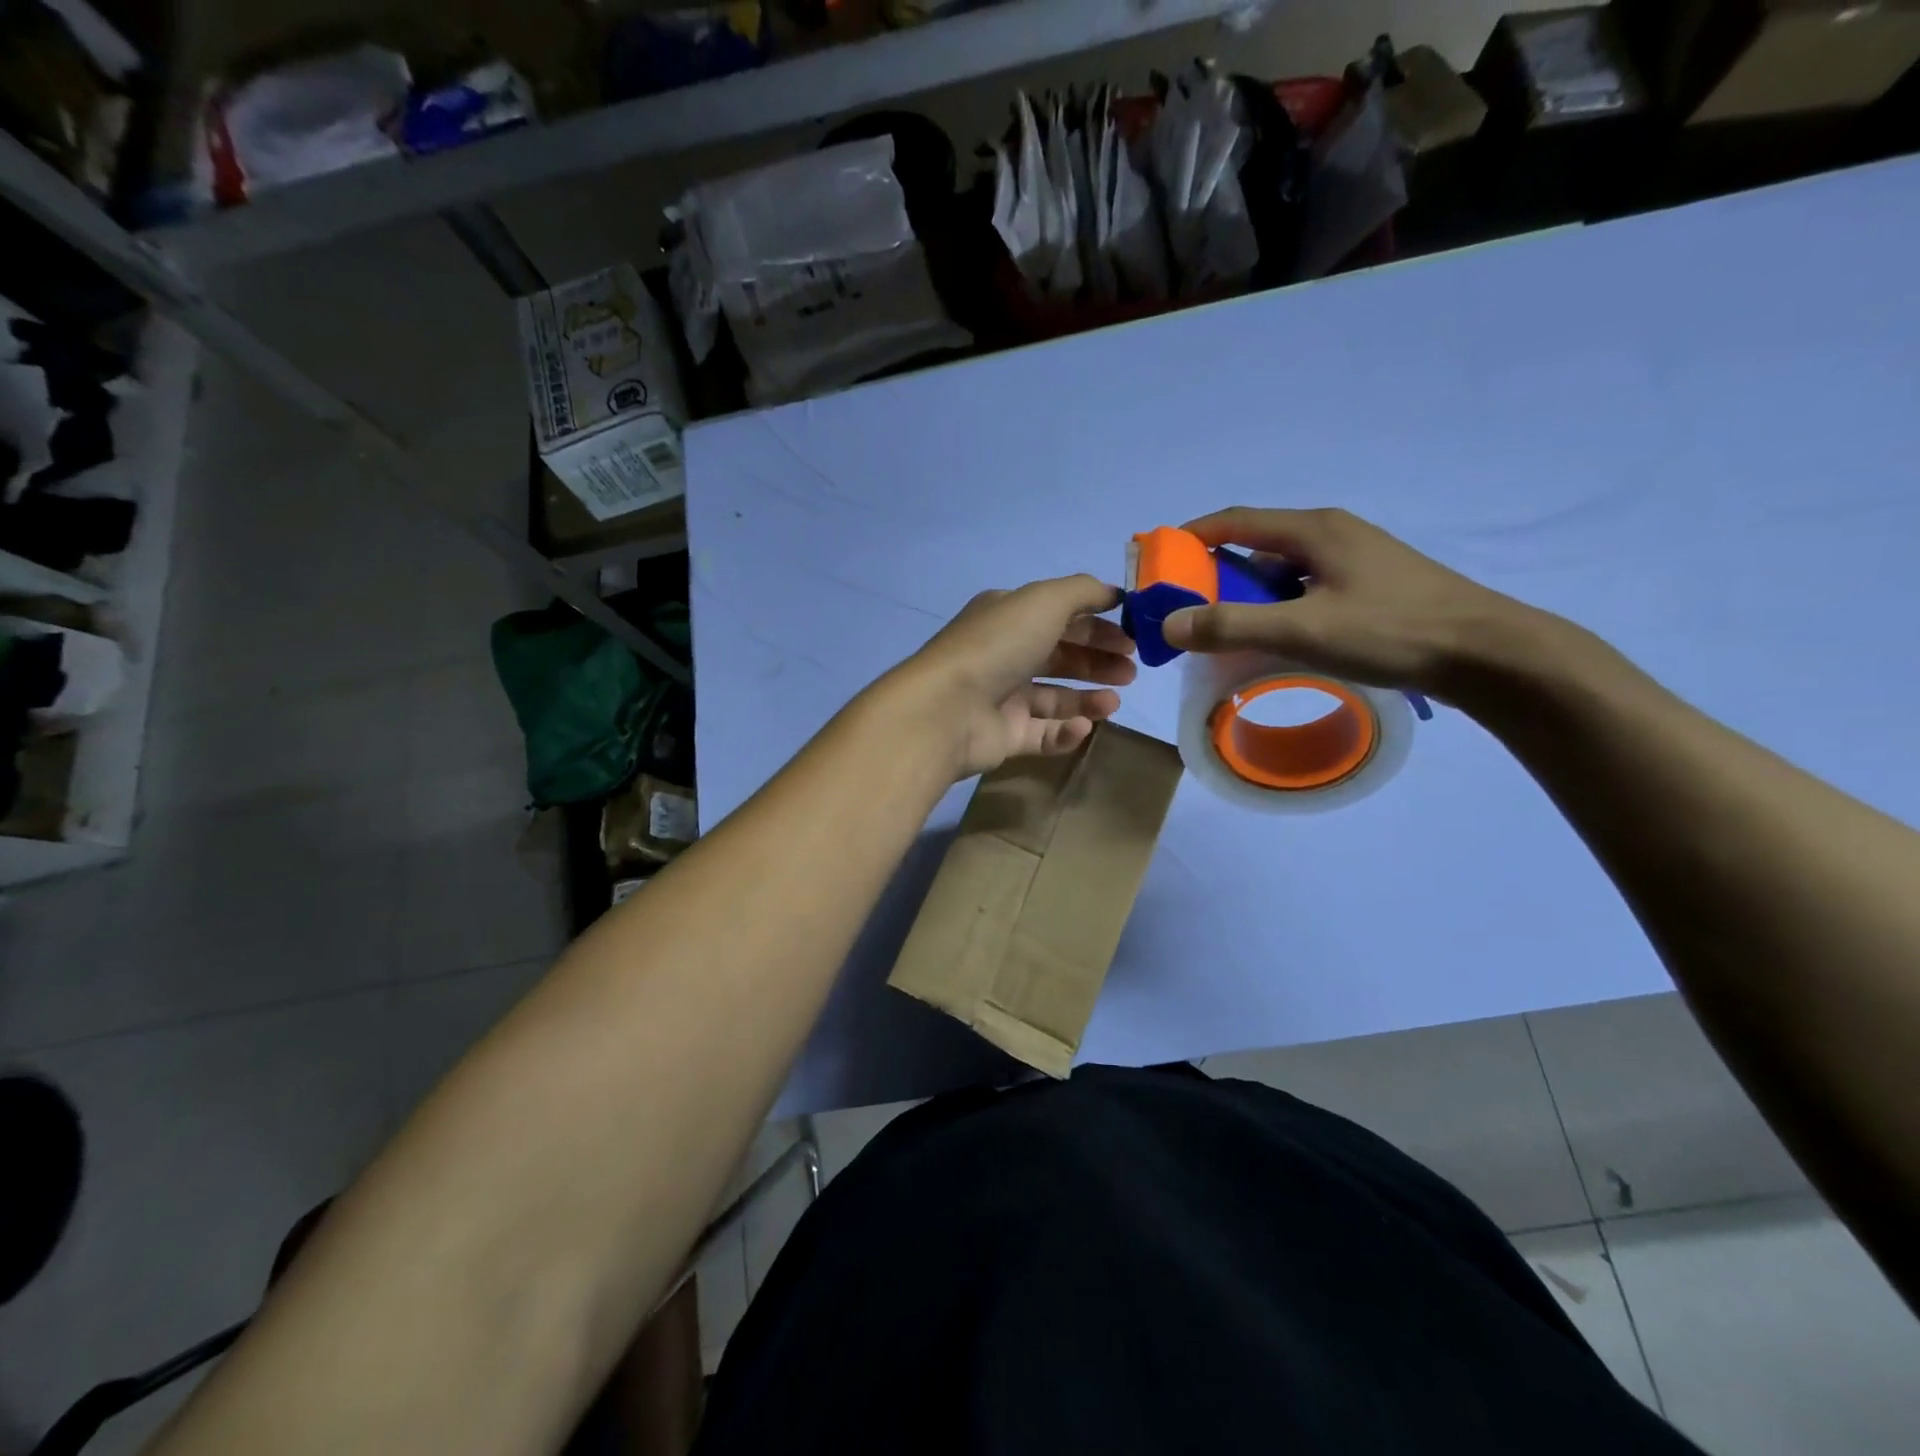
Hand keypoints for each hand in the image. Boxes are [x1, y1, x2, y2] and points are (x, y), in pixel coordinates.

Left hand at [882, 575, 1136, 778]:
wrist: (948, 709)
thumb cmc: (998, 646)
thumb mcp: (1044, 601)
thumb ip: (1083, 592)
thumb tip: (1114, 594)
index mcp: (1008, 617)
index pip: (1060, 617)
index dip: (1098, 625)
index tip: (1133, 637)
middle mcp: (1004, 654)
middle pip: (1061, 656)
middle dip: (1098, 661)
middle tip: (1131, 672)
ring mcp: (1003, 697)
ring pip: (1055, 697)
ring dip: (1089, 698)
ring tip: (1113, 703)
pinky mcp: (1005, 736)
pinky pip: (1044, 734)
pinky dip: (1066, 730)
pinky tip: (1083, 726)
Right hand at [1161, 507, 1547, 699]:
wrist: (1488, 654)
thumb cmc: (1391, 631)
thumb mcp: (1302, 630)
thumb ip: (1231, 626)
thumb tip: (1169, 625)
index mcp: (1315, 530)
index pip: (1236, 520)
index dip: (1192, 536)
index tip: (1159, 560)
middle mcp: (1334, 535)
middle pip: (1258, 546)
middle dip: (1217, 575)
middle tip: (1190, 610)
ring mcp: (1357, 560)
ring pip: (1285, 572)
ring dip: (1251, 596)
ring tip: (1230, 632)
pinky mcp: (1373, 587)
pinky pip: (1308, 589)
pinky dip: (1281, 608)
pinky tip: (1280, 639)